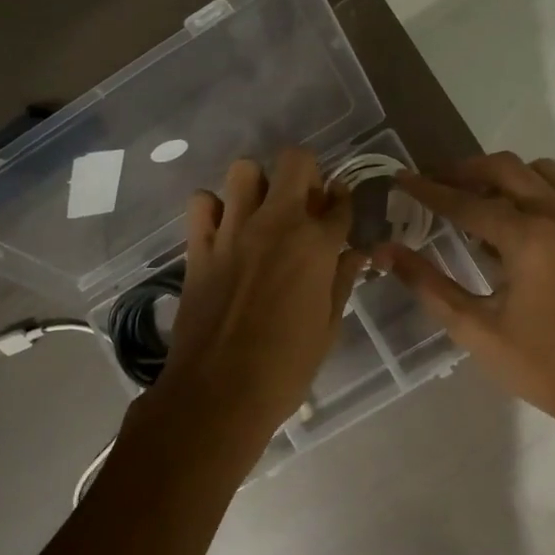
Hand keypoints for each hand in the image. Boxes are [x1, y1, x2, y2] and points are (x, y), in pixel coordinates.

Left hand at [152, 148, 366, 443]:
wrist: (219, 392)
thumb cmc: (286, 367)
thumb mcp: (328, 327)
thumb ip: (341, 281)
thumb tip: (355, 253)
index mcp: (317, 246)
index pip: (340, 201)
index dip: (344, 200)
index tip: (340, 207)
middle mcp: (277, 224)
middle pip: (295, 162)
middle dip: (305, 174)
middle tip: (304, 203)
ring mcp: (233, 231)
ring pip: (244, 170)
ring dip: (257, 184)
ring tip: (260, 211)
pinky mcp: (199, 246)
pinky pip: (201, 202)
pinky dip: (213, 207)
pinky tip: (223, 229)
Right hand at [375, 152, 554, 435]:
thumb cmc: (541, 366)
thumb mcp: (475, 329)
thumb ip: (428, 284)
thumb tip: (386, 251)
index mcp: (527, 237)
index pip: (466, 201)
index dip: (428, 189)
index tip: (401, 178)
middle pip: (506, 168)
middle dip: (465, 171)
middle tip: (435, 184)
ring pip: (540, 174)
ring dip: (503, 177)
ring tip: (477, 201)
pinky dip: (534, 196)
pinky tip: (518, 231)